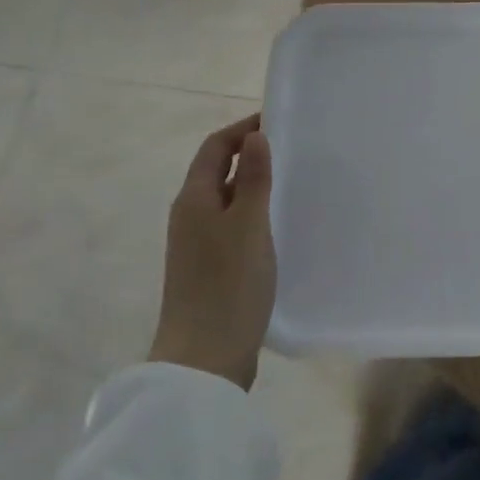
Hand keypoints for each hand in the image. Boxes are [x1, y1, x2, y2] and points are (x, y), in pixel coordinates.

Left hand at [148, 115, 275, 389]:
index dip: (242, 129)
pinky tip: (277, 225)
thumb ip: (252, 178)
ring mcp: (196, 245)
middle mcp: (189, 216)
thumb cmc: (228, 285)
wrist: (204, 360)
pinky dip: (252, 213)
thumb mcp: (248, 225)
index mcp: (193, 199)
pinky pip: (231, 225)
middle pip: (216, 171)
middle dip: (248, 153)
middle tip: (290, 148)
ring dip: (251, 184)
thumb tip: (255, 135)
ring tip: (290, 181)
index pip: (215, 147)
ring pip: (225, 200)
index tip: (276, 119)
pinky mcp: (208, 269)